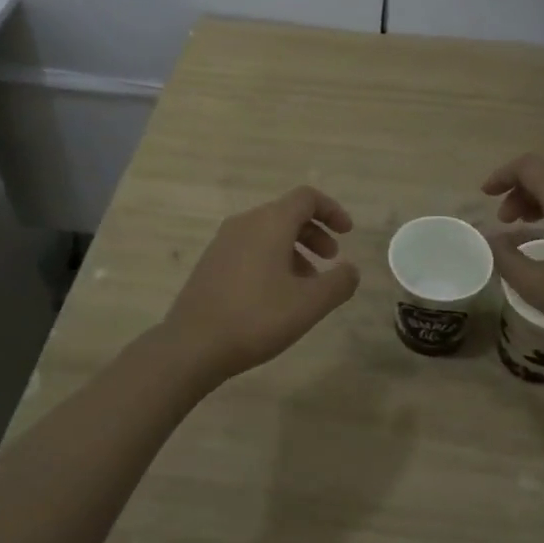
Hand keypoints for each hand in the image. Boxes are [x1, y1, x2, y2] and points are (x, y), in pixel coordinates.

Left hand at [160, 186, 360, 380]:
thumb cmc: (257, 317)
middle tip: (331, 260)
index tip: (347, 233)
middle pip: (287, 213)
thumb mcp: (309, 304)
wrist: (192, 344)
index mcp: (270, 223)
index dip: (332, 210)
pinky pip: (250, 248)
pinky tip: (277, 294)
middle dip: (315, 233)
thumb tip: (351, 269)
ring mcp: (223, 241)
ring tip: (307, 284)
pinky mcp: (211, 262)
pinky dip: (272, 259)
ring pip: (268, 232)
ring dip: (294, 249)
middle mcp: (245, 223)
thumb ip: (338, 283)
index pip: (306, 198)